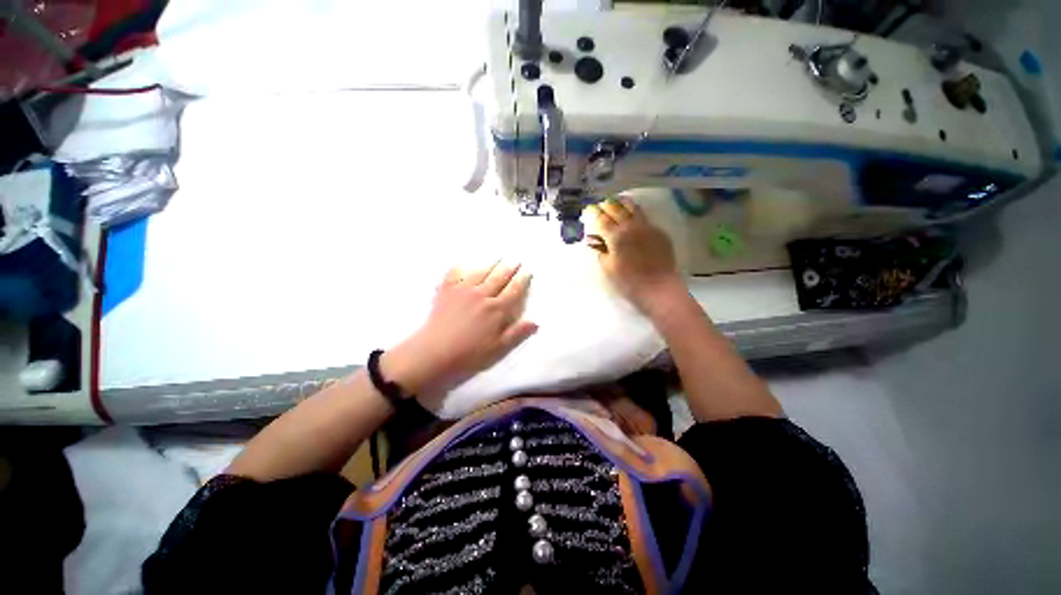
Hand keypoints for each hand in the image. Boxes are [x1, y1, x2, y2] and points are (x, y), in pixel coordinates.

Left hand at [383, 261, 536, 407]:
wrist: (434, 353)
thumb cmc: (469, 354)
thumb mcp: (498, 348)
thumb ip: (517, 333)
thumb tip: (536, 321)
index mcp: (496, 309)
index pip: (513, 290)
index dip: (522, 280)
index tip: (528, 271)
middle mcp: (482, 295)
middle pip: (499, 277)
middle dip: (509, 268)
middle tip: (516, 260)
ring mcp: (463, 290)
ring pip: (480, 272)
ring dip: (491, 264)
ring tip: (498, 257)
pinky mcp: (446, 291)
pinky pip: (454, 274)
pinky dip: (459, 268)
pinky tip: (461, 264)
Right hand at [588, 197, 685, 313]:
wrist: (659, 287)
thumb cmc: (628, 281)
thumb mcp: (608, 268)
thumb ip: (600, 251)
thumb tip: (594, 240)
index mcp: (616, 236)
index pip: (601, 218)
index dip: (593, 212)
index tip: (588, 209)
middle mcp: (631, 226)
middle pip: (617, 208)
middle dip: (607, 205)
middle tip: (600, 206)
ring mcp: (647, 227)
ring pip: (633, 208)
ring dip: (622, 204)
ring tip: (616, 204)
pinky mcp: (659, 232)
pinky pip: (644, 217)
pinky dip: (635, 214)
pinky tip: (632, 219)